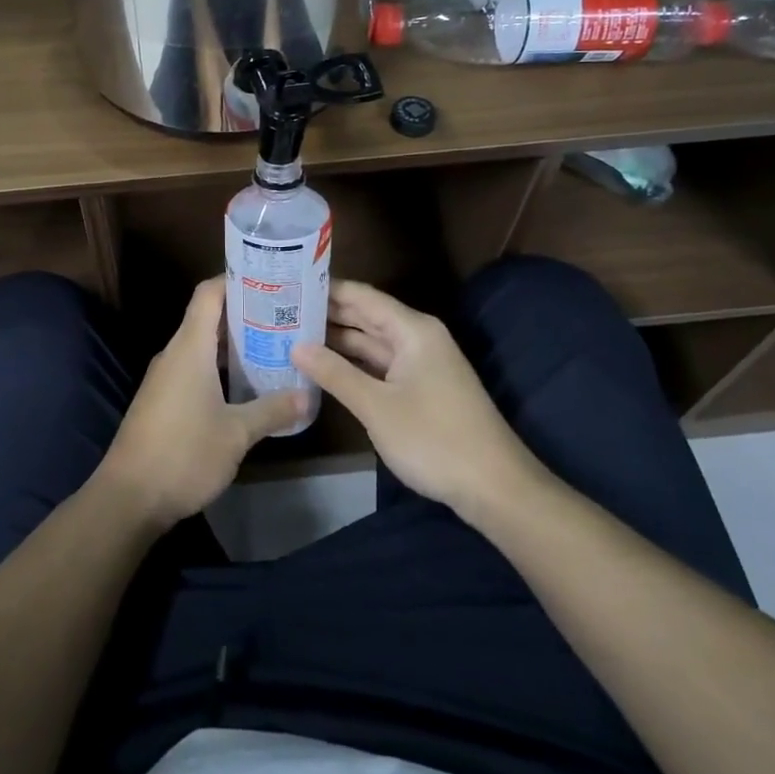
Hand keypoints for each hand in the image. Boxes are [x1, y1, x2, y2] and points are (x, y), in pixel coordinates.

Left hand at [96, 277, 309, 530]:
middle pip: (207, 317)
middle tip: (284, 316)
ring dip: (233, 344)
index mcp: (189, 348)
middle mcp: (174, 353)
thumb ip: (272, 410)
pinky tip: (245, 385)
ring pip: (202, 345)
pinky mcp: (162, 399)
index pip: (208, 293)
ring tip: (273, 346)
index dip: (236, 280)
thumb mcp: (237, 434)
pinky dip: (219, 367)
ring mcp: (165, 377)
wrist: (129, 497)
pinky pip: (193, 368)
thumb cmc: (184, 454)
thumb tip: (308, 396)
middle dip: (244, 313)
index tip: (270, 281)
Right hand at [292, 279, 539, 521]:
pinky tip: (323, 367)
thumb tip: (295, 346)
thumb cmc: (434, 439)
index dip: (325, 289)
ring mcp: (420, 364)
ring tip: (291, 334)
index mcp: (412, 329)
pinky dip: (353, 364)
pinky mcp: (420, 389)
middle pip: (365, 316)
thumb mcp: (377, 406)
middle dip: (326, 314)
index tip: (286, 285)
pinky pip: (379, 365)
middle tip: (279, 310)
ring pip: (371, 342)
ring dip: (336, 341)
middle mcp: (417, 338)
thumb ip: (334, 373)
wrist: (495, 488)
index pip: (361, 295)